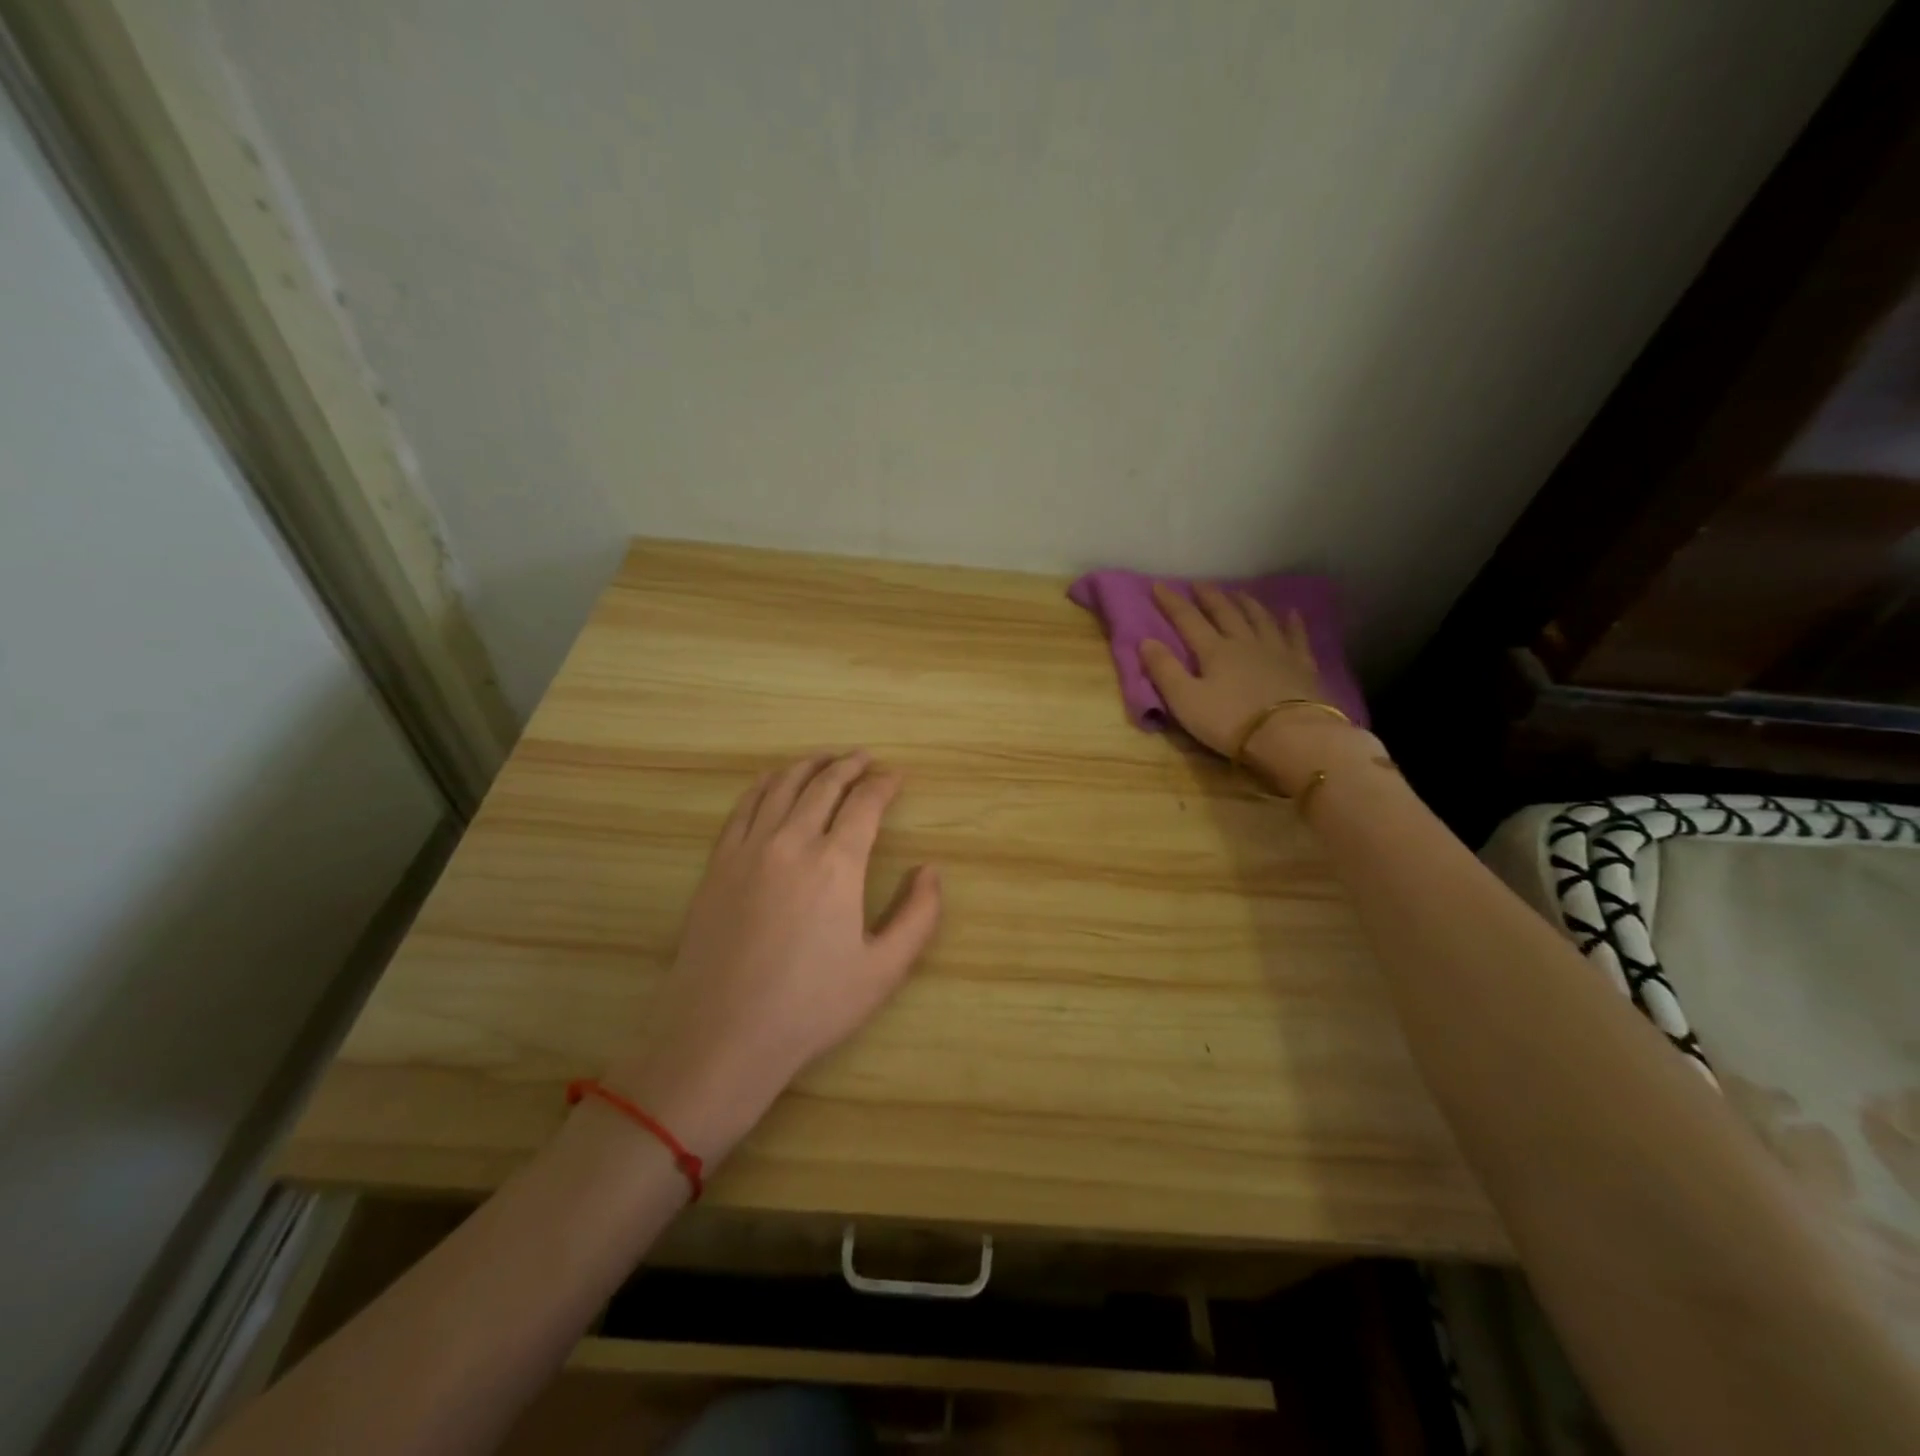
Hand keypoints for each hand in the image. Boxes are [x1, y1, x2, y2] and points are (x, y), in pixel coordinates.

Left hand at [606, 751, 940, 1161]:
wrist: (723, 1034)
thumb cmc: (811, 1006)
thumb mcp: (883, 970)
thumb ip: (918, 916)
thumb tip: (931, 871)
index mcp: (837, 864)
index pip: (866, 804)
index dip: (885, 784)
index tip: (897, 776)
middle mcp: (793, 842)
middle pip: (825, 785)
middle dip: (850, 766)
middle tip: (865, 758)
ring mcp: (749, 849)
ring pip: (783, 787)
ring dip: (809, 766)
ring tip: (826, 759)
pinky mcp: (719, 863)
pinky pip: (744, 806)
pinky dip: (764, 784)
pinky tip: (773, 780)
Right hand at [1139, 582, 1375, 792]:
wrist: (1290, 735)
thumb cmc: (1231, 721)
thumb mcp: (1186, 701)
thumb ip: (1164, 671)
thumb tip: (1145, 641)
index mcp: (1214, 651)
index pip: (1188, 620)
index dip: (1172, 603)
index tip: (1158, 586)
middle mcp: (1244, 642)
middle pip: (1225, 613)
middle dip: (1209, 597)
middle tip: (1199, 584)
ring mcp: (1276, 651)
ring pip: (1259, 619)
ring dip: (1246, 603)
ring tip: (1237, 592)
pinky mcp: (1302, 666)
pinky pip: (1296, 637)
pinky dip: (1292, 623)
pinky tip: (1291, 612)